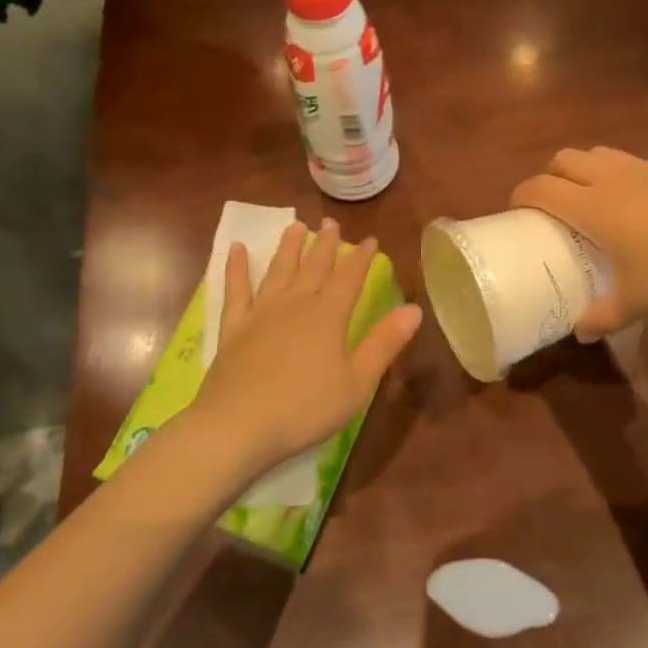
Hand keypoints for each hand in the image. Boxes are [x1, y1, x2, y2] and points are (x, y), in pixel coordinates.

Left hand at [192, 219, 423, 477]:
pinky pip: (235, 290)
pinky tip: (235, 249)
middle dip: (325, 244)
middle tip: (330, 222)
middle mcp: (295, 305)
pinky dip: (235, 268)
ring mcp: (261, 313)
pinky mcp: (233, 328)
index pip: (350, 278)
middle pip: (313, 267)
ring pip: (278, 270)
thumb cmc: (305, 408)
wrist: (238, 425)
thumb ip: (385, 343)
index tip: (370, 239)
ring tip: (295, 225)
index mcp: (328, 316)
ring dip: (288, 247)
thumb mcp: (357, 382)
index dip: (361, 257)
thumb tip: (414, 309)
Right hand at [510, 147, 647, 338]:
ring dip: (584, 168)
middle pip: (565, 159)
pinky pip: (632, 161)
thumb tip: (581, 333)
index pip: (541, 189)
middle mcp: (611, 179)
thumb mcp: (638, 303)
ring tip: (591, 196)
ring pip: (599, 153)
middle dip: (549, 175)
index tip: (515, 210)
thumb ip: (604, 317)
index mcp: (592, 208)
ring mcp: (644, 169)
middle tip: (552, 204)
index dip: (520, 195)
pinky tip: (637, 200)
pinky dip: (620, 172)